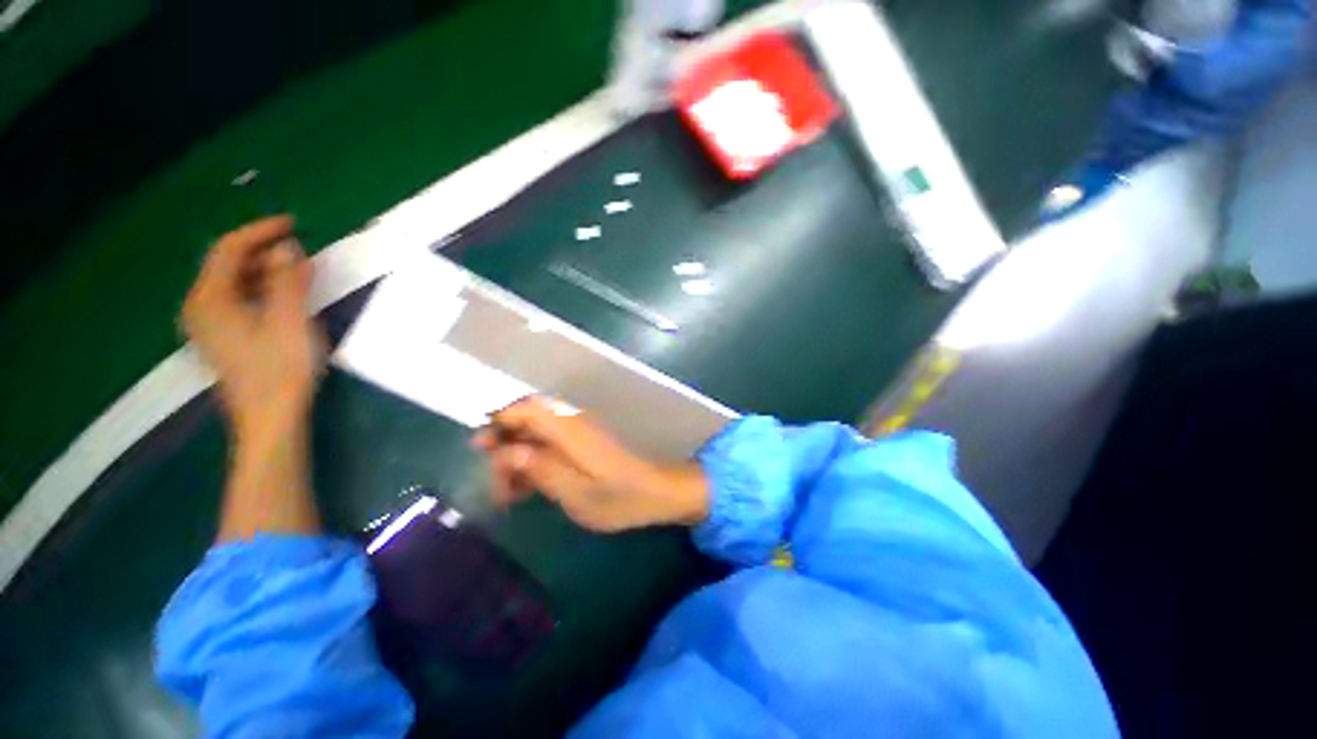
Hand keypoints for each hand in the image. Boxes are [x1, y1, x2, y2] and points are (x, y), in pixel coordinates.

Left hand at [182, 216, 324, 438]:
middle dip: (262, 252)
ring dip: (263, 271)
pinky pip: (236, 301)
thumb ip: (288, 280)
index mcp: (209, 299)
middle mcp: (200, 307)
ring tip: (297, 271)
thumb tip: (288, 247)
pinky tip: (282, 297)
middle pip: (226, 265)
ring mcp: (207, 326)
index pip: (229, 250)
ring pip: (232, 284)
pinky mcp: (221, 339)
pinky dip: (259, 290)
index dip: (259, 232)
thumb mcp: (290, 320)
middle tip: (299, 250)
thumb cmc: (281, 368)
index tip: (292, 224)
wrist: (270, 417)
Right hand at [473, 397, 709, 532]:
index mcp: (570, 430)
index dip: (499, 422)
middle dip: (504, 445)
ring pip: (536, 434)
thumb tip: (506, 452)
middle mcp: (573, 423)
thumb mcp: (576, 493)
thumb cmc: (619, 498)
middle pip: (528, 419)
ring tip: (508, 494)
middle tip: (495, 482)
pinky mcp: (584, 445)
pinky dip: (534, 462)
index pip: (528, 409)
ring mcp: (579, 433)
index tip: (480, 449)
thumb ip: (540, 469)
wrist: (657, 492)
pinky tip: (527, 489)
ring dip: (517, 457)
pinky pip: (550, 445)